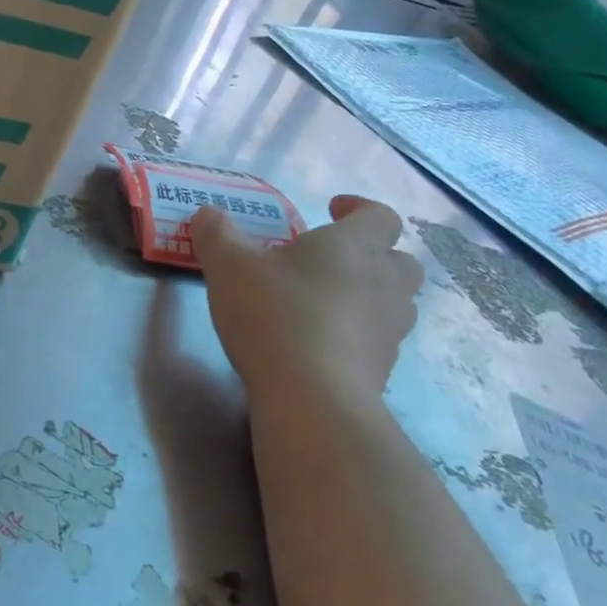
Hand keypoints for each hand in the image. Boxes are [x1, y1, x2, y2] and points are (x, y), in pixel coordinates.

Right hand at [192, 195, 423, 408]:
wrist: (312, 397)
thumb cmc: (274, 314)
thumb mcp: (228, 266)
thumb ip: (216, 234)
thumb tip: (207, 213)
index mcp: (355, 245)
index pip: (380, 215)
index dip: (359, 208)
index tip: (332, 210)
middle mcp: (384, 281)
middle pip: (399, 259)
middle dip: (372, 255)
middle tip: (333, 262)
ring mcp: (390, 329)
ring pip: (395, 302)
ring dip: (369, 296)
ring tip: (328, 303)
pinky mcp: (383, 369)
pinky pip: (378, 341)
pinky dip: (357, 336)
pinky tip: (321, 345)